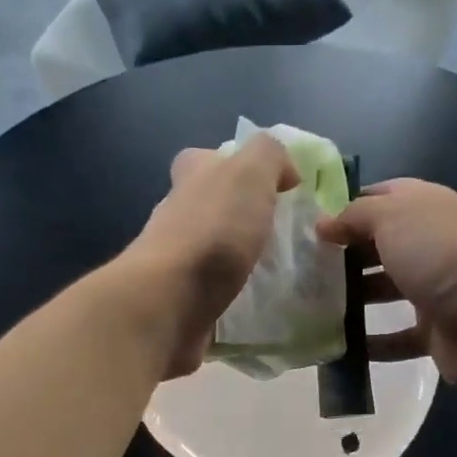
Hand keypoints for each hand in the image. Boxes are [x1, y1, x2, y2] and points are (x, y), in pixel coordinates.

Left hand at [118, 135, 299, 378]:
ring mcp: (175, 260)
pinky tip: (259, 301)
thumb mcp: (250, 172)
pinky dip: (234, 293)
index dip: (234, 166)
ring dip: (239, 257)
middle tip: (282, 233)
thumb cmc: (213, 230)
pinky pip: (213, 290)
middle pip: (209, 206)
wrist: (171, 300)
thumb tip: (285, 172)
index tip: (270, 188)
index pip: (204, 159)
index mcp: (190, 177)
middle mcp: (177, 214)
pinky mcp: (180, 299)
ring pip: (211, 250)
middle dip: (242, 216)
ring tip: (279, 271)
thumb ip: (269, 155)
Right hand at [319, 179, 456, 386]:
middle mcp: (430, 245)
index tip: (311, 226)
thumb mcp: (391, 216)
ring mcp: (434, 290)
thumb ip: (354, 216)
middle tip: (302, 270)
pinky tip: (339, 348)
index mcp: (424, 208)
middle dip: (344, 257)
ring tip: (311, 309)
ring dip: (353, 301)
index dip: (347, 208)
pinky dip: (371, 344)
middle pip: (379, 248)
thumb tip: (322, 225)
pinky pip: (396, 339)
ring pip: (385, 292)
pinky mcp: (435, 332)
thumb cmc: (439, 253)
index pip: (381, 198)